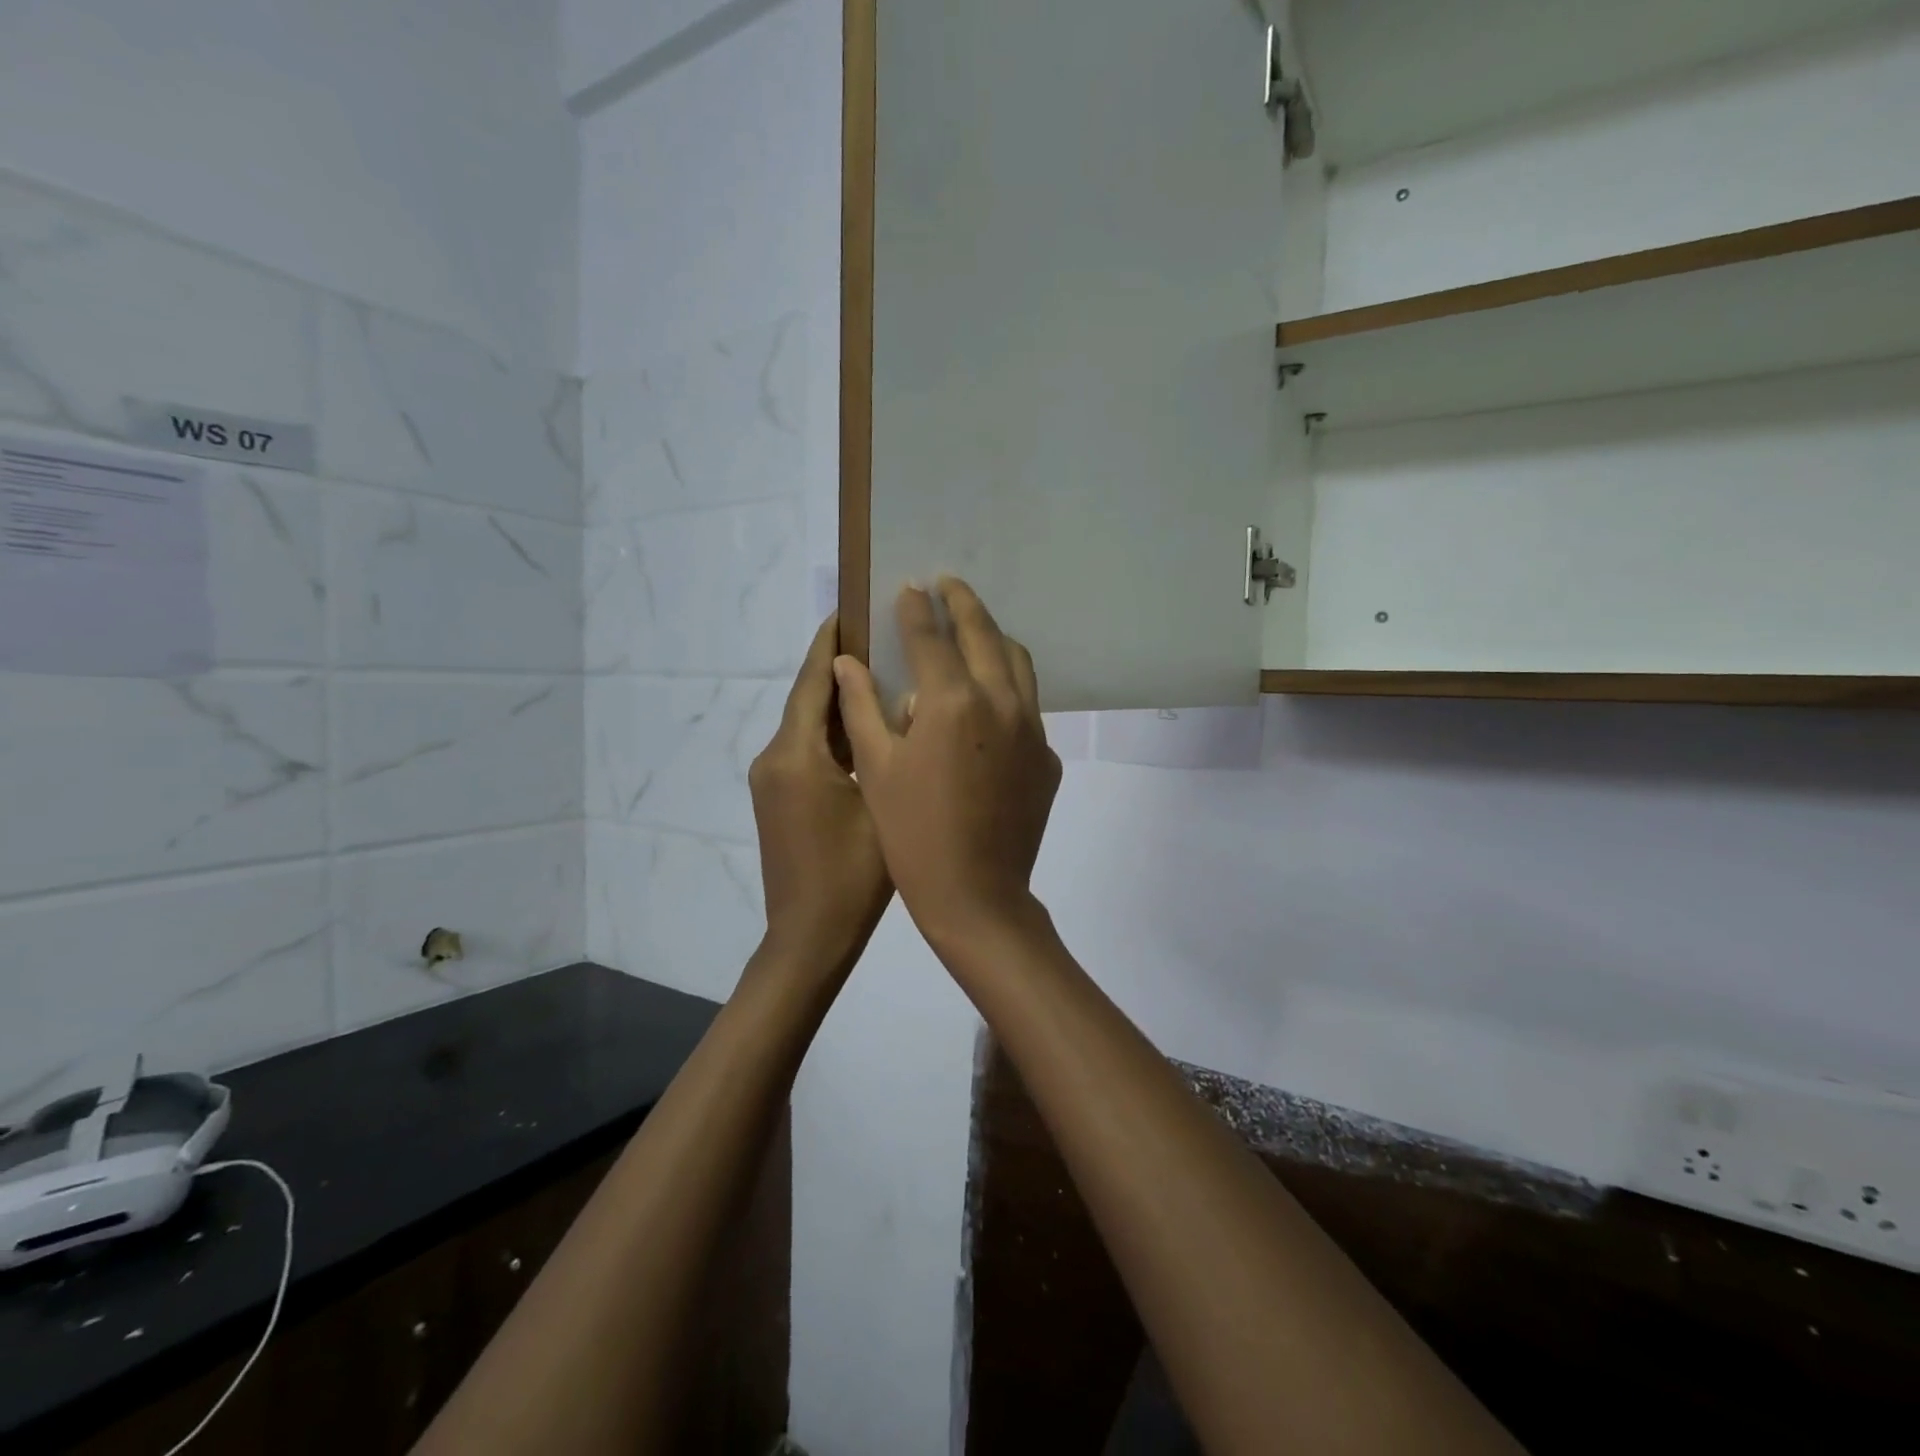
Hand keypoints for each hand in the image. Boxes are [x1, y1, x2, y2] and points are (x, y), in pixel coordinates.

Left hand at [749, 616, 892, 973]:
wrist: (809, 937)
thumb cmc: (853, 876)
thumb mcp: (883, 805)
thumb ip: (889, 748)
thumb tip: (905, 701)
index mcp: (796, 755)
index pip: (811, 682)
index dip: (829, 645)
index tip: (848, 609)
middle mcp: (774, 759)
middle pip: (806, 700)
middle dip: (835, 667)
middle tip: (876, 637)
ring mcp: (771, 781)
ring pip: (806, 726)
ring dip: (835, 701)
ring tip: (878, 675)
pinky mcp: (777, 800)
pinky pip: (804, 751)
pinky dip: (830, 733)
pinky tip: (865, 729)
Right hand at [833, 579, 1061, 953]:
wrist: (975, 894)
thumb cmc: (911, 834)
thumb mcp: (875, 767)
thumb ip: (862, 706)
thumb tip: (848, 660)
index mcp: (952, 701)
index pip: (931, 636)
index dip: (915, 608)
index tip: (909, 586)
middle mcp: (1001, 702)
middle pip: (984, 633)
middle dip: (963, 602)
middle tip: (948, 583)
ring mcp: (1032, 729)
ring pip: (1018, 663)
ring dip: (995, 636)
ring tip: (975, 625)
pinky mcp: (1047, 756)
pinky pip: (1029, 706)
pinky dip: (1008, 686)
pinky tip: (990, 697)